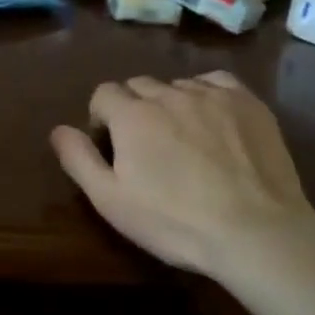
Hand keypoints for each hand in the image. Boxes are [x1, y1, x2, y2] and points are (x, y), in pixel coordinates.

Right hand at [50, 71, 314, 277]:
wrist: (256, 233)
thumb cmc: (175, 222)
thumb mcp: (111, 201)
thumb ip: (79, 159)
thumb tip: (58, 129)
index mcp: (132, 115)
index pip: (103, 94)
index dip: (101, 119)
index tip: (112, 148)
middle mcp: (169, 94)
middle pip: (139, 86)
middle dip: (134, 109)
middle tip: (146, 148)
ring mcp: (211, 94)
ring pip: (177, 85)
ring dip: (170, 104)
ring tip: (184, 140)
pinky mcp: (247, 102)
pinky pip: (215, 82)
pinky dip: (206, 95)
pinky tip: (212, 121)